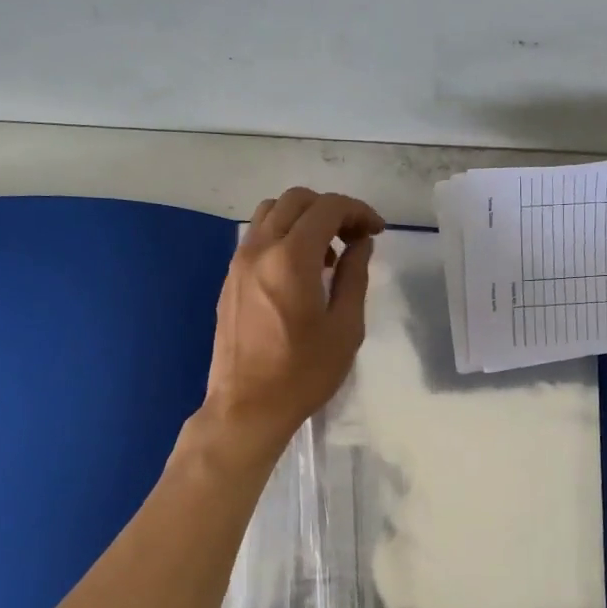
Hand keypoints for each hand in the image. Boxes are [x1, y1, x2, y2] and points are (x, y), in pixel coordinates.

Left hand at [200, 188, 384, 459]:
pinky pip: (258, 237)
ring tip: (328, 253)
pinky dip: (283, 236)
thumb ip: (355, 277)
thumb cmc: (303, 373)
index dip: (358, 211)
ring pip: (271, 213)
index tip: (376, 231)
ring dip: (304, 219)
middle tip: (355, 237)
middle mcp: (260, 249)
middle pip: (296, 200)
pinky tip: (301, 271)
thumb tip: (361, 244)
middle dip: (331, 209)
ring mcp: (239, 262)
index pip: (327, 208)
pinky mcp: (230, 279)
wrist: (247, 407)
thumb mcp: (345, 328)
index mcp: (291, 258)